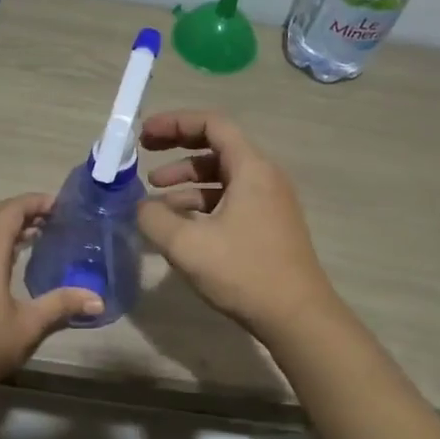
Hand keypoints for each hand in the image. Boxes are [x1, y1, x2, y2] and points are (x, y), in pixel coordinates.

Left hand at [0, 194, 103, 391]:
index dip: (34, 202)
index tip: (58, 206)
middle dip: (19, 210)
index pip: (10, 210)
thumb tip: (98, 299)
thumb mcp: (28, 326)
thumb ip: (62, 305)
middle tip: (48, 221)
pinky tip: (1, 264)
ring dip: (2, 226)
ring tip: (30, 239)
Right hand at [136, 110, 337, 340]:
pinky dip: (201, 204)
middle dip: (176, 149)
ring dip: (186, 182)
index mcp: (251, 168)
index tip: (143, 133)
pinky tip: (179, 225)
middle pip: (216, 148)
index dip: (175, 122)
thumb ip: (155, 218)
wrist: (297, 316)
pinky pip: (229, 200)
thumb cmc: (244, 272)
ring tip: (154, 199)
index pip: (212, 124)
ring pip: (221, 178)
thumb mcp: (187, 245)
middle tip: (143, 156)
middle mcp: (264, 177)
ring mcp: (269, 202)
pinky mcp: (267, 225)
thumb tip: (142, 207)